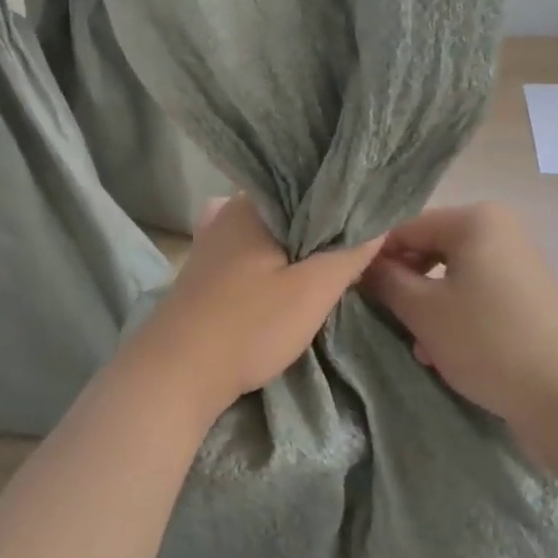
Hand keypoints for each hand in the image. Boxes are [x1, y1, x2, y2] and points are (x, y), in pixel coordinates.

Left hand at [128, 195, 381, 423]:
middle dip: (322, 221)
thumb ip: (349, 253)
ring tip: (333, 255)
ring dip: (298, 242)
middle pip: (290, 207)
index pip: (310, 183)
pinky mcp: (207, 270)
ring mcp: (213, 240)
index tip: (371, 213)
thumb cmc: (248, 325)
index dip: (342, 197)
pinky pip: (252, 249)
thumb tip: (381, 221)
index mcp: (253, 203)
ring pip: (270, 230)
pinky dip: (274, 256)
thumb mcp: (312, 290)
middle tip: (360, 238)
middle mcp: (229, 211)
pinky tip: (290, 271)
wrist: (176, 374)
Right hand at [360, 202, 557, 428]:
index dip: (377, 257)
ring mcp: (518, 261)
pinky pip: (478, 293)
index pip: (407, 227)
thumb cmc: (487, 341)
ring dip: (428, 307)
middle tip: (386, 319)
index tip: (356, 290)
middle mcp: (500, 229)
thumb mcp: (424, 311)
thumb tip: (363, 265)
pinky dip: (457, 315)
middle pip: (431, 249)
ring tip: (416, 345)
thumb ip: (386, 281)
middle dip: (406, 285)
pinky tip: (443, 353)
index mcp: (476, 219)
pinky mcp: (528, 294)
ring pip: (453, 275)